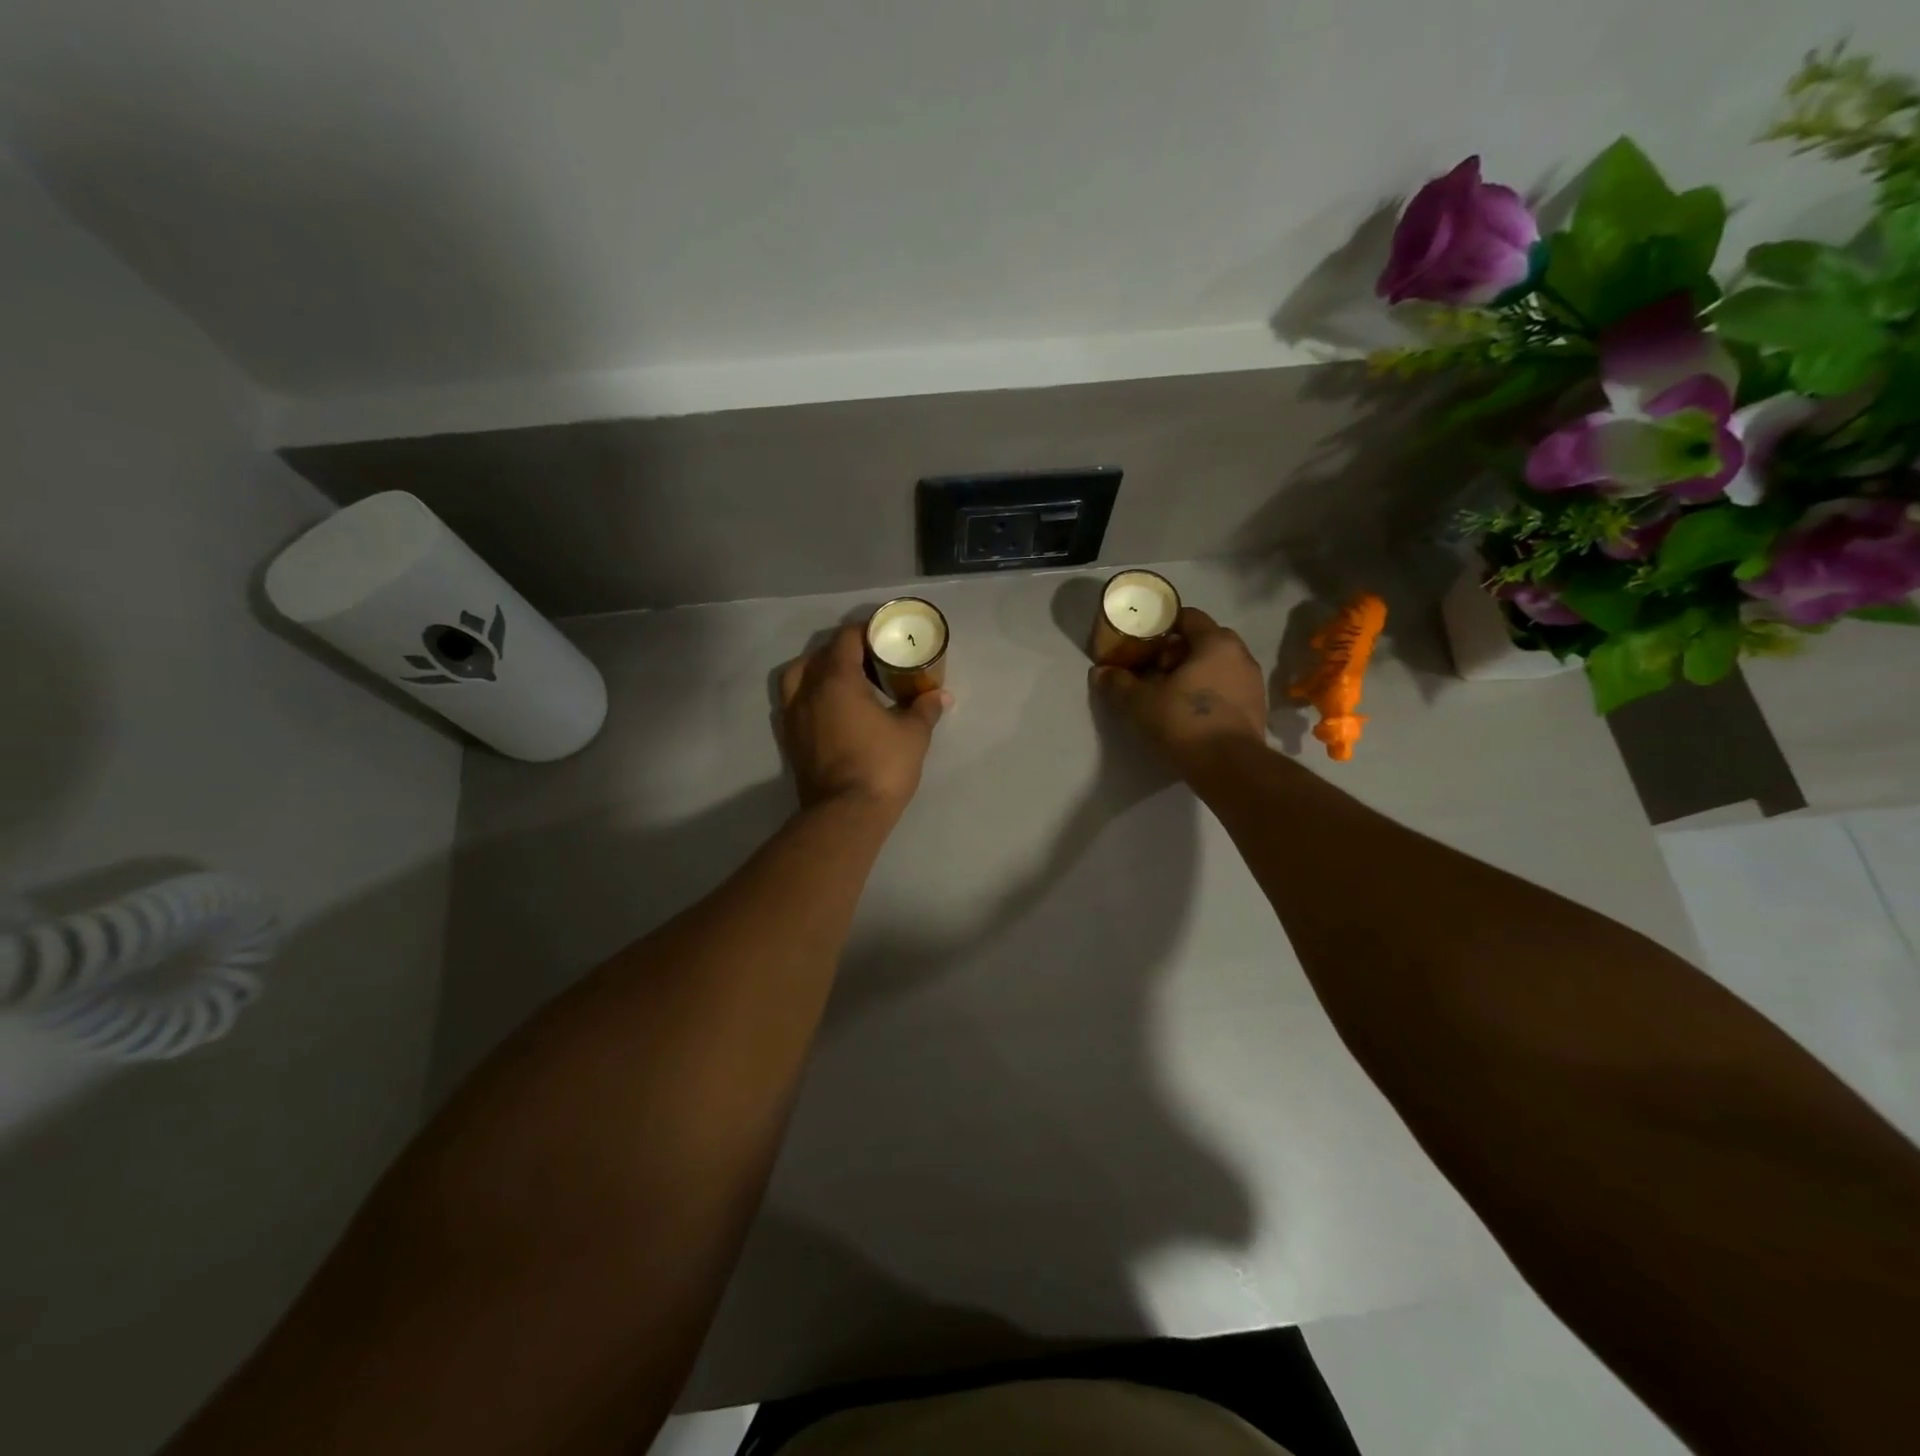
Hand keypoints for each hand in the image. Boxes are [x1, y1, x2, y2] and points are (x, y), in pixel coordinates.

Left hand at [778, 624, 948, 813]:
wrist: (845, 815)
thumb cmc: (881, 766)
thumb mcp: (913, 735)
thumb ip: (925, 708)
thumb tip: (940, 695)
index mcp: (836, 679)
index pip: (845, 638)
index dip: (865, 630)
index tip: (884, 634)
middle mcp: (807, 691)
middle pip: (819, 654)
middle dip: (844, 650)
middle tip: (871, 659)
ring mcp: (793, 716)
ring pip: (797, 676)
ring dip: (818, 670)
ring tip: (844, 680)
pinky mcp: (790, 740)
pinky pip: (793, 703)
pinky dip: (809, 695)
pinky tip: (830, 709)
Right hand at [1090, 608, 1268, 772]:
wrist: (1229, 767)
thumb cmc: (1183, 721)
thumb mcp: (1140, 702)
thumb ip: (1118, 683)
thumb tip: (1099, 672)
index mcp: (1216, 642)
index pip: (1188, 616)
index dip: (1162, 626)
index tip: (1143, 643)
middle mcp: (1240, 655)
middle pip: (1203, 641)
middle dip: (1177, 653)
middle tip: (1153, 672)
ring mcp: (1253, 682)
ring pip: (1217, 667)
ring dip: (1193, 675)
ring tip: (1169, 695)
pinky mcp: (1256, 709)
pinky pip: (1227, 689)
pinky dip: (1208, 694)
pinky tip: (1189, 714)